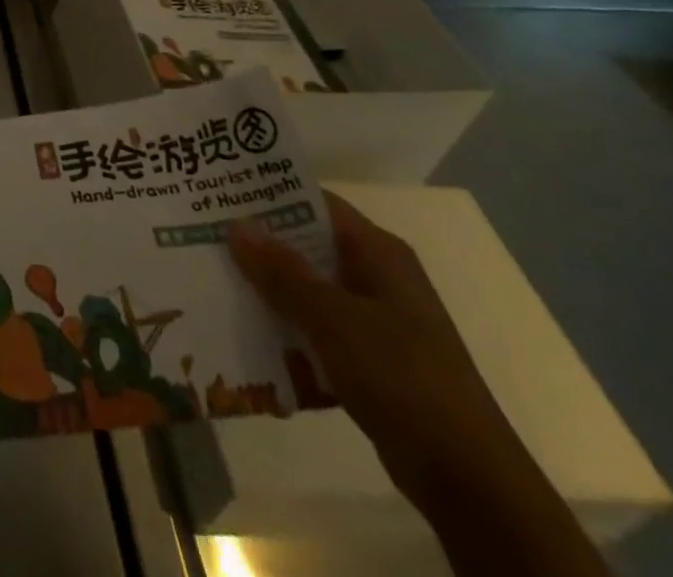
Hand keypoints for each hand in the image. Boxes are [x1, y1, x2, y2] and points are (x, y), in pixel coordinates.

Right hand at [228, 193, 608, 576]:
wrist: (470, 481)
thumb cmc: (403, 379)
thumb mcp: (334, 320)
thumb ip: (283, 272)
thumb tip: (235, 223)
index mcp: (378, 252)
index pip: (315, 202)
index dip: (268, 194)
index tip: (219, 191)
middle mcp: (377, 276)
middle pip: (306, 244)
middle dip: (258, 243)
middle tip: (202, 233)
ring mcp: (376, 320)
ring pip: (308, 289)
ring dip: (268, 288)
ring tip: (212, 279)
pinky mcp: (370, 359)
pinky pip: (316, 329)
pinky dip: (286, 328)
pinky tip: (246, 334)